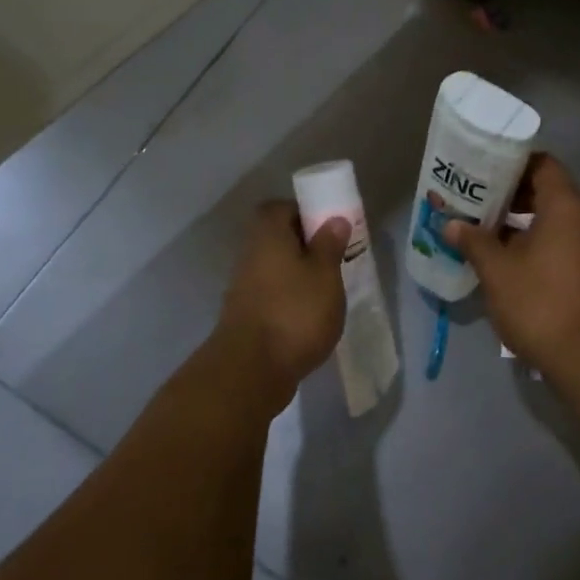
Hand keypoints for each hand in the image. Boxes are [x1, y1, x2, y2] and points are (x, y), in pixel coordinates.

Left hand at [218, 202, 349, 388]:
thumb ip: (329, 245)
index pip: (279, 208)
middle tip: (335, 259)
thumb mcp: (325, 275)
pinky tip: (311, 317)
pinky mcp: (246, 317)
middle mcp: (250, 255)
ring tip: (328, 291)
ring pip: (275, 269)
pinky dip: (290, 300)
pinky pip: (272, 296)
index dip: (304, 212)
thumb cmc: (295, 312)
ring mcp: (244, 288)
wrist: (252, 371)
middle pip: (277, 239)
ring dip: (299, 276)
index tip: (329, 227)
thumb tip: (334, 219)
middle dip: (306, 246)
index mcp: (268, 235)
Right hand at [447, 155, 579, 374]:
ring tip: (482, 231)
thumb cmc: (539, 303)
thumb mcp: (497, 271)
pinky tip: (505, 261)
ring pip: (552, 220)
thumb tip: (451, 224)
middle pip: (546, 191)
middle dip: (509, 196)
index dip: (510, 164)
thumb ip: (473, 241)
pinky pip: (561, 243)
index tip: (481, 172)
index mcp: (566, 206)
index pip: (541, 164)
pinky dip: (535, 243)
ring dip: (519, 223)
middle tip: (474, 202)